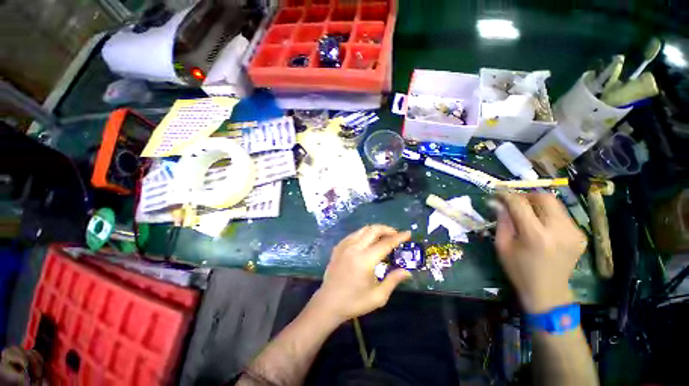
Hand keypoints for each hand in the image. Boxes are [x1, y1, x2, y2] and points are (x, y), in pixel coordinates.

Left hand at [311, 225, 411, 322]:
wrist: (328, 303)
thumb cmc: (354, 302)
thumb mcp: (378, 296)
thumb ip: (393, 280)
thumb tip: (407, 271)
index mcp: (366, 259)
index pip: (386, 243)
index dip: (399, 237)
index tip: (408, 233)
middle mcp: (355, 248)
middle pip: (373, 230)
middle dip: (387, 229)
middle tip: (395, 234)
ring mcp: (345, 245)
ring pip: (363, 230)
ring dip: (375, 230)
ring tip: (383, 236)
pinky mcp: (338, 247)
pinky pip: (354, 234)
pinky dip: (364, 233)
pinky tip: (367, 240)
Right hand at [495, 193, 586, 312]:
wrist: (548, 292)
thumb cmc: (519, 270)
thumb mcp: (502, 246)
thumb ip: (502, 221)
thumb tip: (497, 203)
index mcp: (536, 235)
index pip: (520, 204)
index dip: (507, 196)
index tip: (497, 194)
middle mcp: (559, 230)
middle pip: (544, 198)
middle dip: (526, 195)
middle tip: (514, 201)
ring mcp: (574, 232)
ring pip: (555, 204)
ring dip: (537, 203)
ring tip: (526, 211)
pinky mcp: (580, 235)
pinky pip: (562, 215)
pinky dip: (548, 213)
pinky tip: (540, 223)